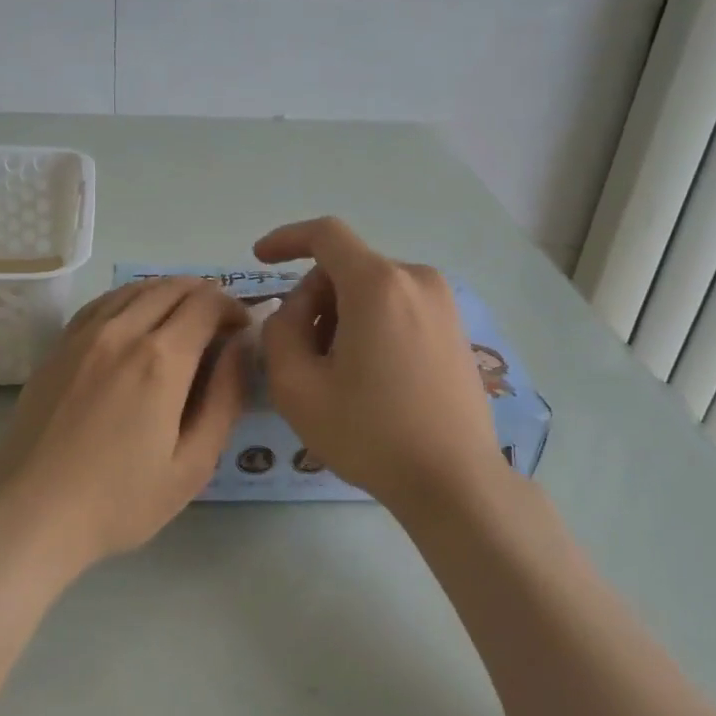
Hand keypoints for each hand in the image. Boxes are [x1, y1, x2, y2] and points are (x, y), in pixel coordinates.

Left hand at [0, 277, 248, 573]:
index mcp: (161, 359)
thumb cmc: (119, 501)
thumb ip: (225, 399)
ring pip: (135, 288)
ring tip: (181, 320)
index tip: (242, 332)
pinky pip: (102, 303)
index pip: (206, 303)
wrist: (30, 514)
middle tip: (218, 326)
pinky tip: (135, 321)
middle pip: (172, 287)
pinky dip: (130, 299)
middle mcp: (122, 331)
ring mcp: (84, 335)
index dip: (232, 309)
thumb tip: (241, 347)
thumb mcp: (192, 465)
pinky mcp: (58, 346)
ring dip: (168, 293)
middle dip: (205, 296)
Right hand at [255, 217, 503, 515]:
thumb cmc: (370, 433)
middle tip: (299, 353)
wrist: (455, 481)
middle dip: (314, 299)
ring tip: (336, 373)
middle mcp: (416, 279)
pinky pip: (398, 306)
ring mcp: (443, 303)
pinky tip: (369, 375)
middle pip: (346, 268)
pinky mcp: (455, 327)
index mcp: (379, 284)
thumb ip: (280, 331)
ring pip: (372, 289)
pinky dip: (371, 324)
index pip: (325, 234)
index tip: (259, 258)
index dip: (286, 239)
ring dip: (341, 315)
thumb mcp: (297, 387)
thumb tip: (296, 309)